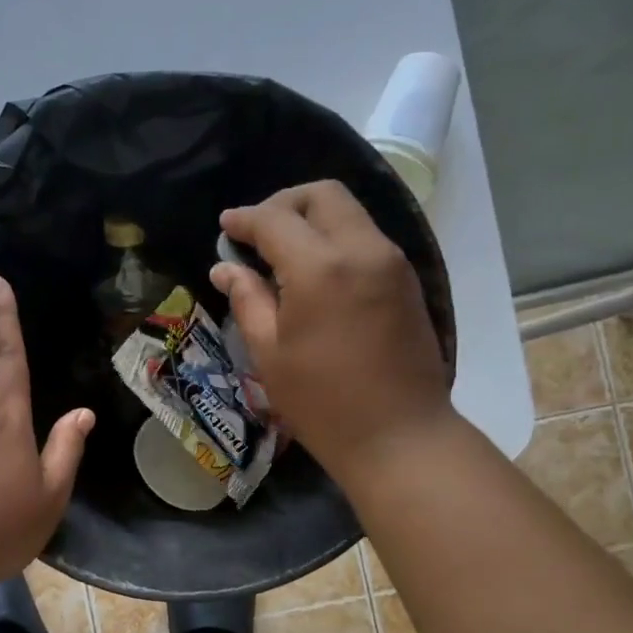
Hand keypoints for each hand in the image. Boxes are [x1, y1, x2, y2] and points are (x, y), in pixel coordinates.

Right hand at [211, 180, 452, 482]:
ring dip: (313, 219)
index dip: (245, 219)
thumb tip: (226, 268)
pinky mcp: (406, 280)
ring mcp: (391, 263)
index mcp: (320, 269)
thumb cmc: (323, 403)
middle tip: (258, 232)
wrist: (399, 436)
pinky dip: (336, 238)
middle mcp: (362, 250)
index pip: (276, 220)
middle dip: (284, 203)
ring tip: (283, 253)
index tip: (226, 226)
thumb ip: (247, 300)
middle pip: (322, 196)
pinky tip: (316, 272)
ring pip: (349, 213)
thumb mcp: (270, 355)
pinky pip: (366, 238)